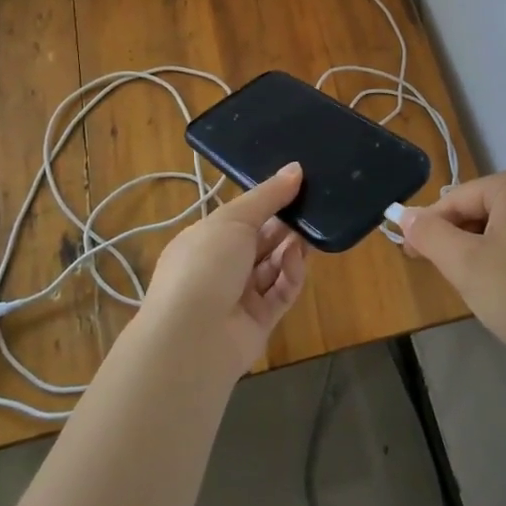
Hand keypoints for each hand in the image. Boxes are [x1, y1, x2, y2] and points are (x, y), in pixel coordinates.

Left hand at [141, 162, 308, 382]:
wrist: (192, 337)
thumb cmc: (205, 265)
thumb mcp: (234, 219)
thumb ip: (268, 196)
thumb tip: (296, 168)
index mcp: (205, 239)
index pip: (241, 217)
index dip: (267, 202)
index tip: (297, 185)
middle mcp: (221, 267)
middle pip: (261, 241)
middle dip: (285, 225)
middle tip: (313, 207)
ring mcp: (240, 296)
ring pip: (274, 266)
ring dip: (292, 248)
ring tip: (311, 232)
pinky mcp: (260, 321)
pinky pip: (281, 292)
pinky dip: (291, 275)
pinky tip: (297, 260)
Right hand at [399, 165, 505, 380]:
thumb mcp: (466, 265)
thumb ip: (430, 235)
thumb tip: (405, 216)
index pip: (456, 199)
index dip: (429, 228)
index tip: (410, 257)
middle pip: (479, 210)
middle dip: (457, 241)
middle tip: (446, 278)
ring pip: (499, 227)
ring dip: (479, 252)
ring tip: (478, 288)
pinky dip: (504, 258)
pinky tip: (505, 289)